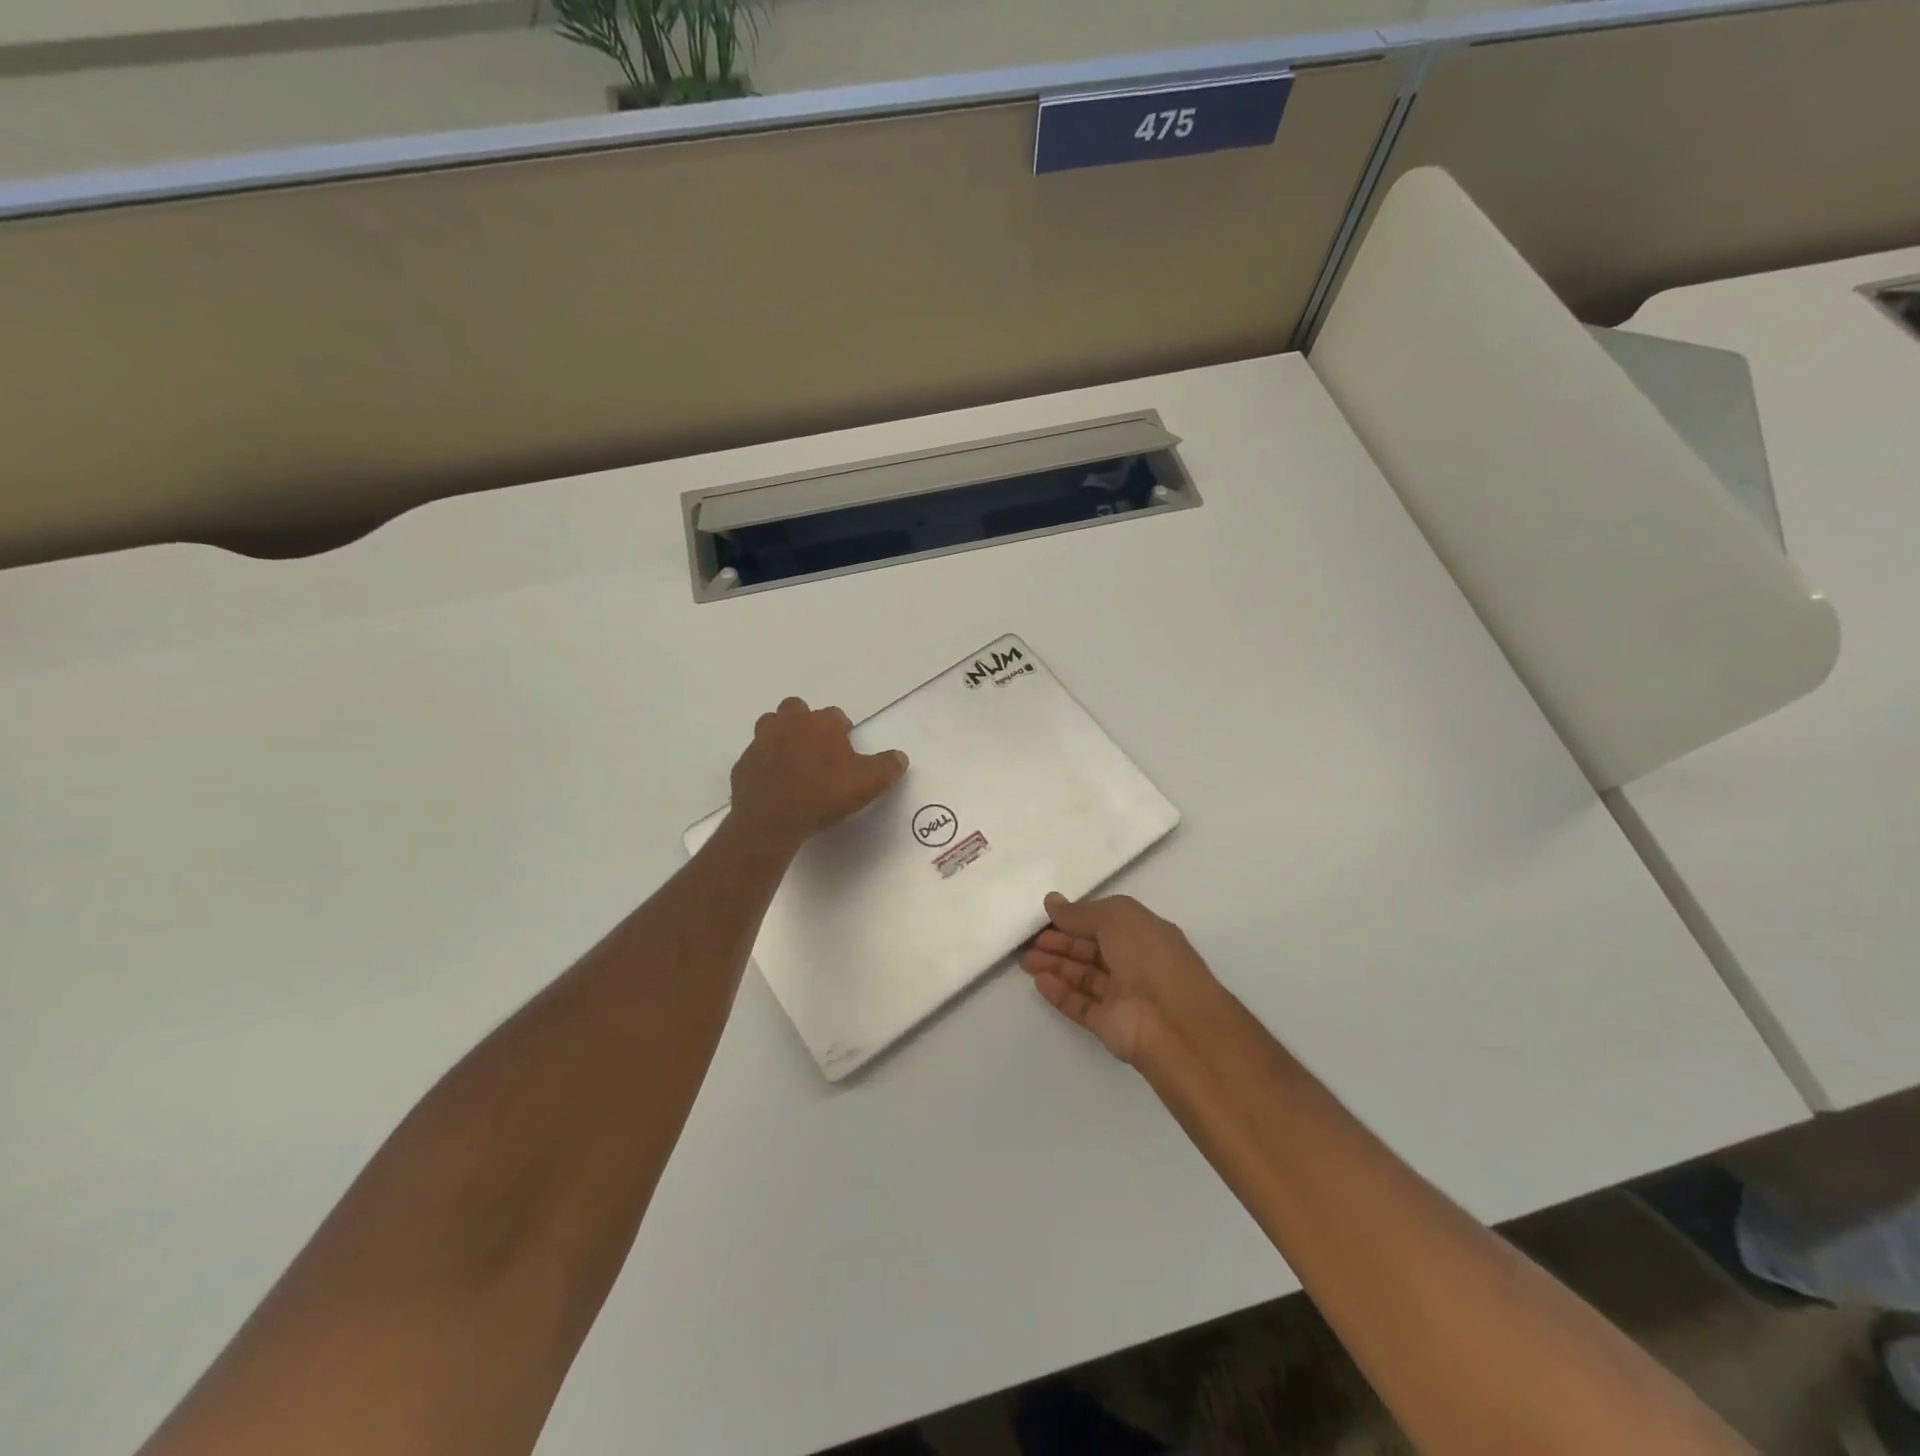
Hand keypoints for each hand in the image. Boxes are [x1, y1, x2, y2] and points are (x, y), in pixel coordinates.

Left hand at [729, 697, 907, 851]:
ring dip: (781, 737)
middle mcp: (788, 723)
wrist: (771, 820)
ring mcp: (761, 742)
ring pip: (770, 727)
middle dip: (806, 723)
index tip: (846, 751)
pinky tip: (775, 785)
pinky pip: (756, 758)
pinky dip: (764, 765)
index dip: (842, 731)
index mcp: (820, 723)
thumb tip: (900, 757)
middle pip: (796, 709)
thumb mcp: (868, 783)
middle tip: (817, 751)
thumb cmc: (823, 794)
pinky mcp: (743, 765)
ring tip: (794, 763)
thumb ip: (887, 767)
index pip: (835, 715)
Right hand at [1020, 893, 1226, 1065]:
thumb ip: (1081, 912)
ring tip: (1026, 960)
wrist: (1173, 1023)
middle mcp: (1136, 964)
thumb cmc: (1149, 958)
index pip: (1106, 923)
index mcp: (1145, 934)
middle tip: (1031, 941)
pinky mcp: (1110, 1024)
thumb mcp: (1117, 918)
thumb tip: (1052, 901)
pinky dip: (1060, 993)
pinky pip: (1081, 1005)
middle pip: (1092, 951)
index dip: (1077, 919)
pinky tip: (1039, 982)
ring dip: (1056, 966)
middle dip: (1062, 943)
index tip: (1047, 916)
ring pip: (1084, 977)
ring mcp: (1123, 996)